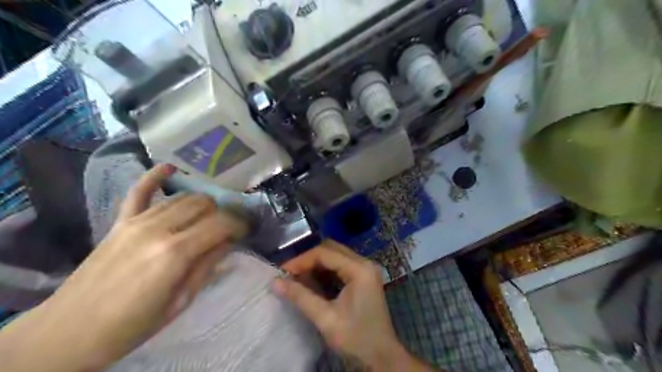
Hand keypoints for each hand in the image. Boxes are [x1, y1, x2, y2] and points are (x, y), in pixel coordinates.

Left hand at [0, 165, 247, 370]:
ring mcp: (136, 222)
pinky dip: (154, 177)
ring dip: (201, 204)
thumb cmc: (133, 325)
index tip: (246, 231)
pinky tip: (169, 168)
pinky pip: (138, 191)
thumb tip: (229, 242)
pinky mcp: (119, 222)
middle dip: (221, 213)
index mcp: (176, 253)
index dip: (239, 224)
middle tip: (226, 229)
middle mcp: (158, 229)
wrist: (69, 333)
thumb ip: (207, 266)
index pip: (221, 223)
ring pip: (181, 197)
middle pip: (203, 203)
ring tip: (208, 216)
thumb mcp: (181, 301)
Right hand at [274, 239, 435, 370]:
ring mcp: (366, 269)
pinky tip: (313, 282)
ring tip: (297, 278)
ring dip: (316, 264)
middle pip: (331, 249)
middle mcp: (364, 263)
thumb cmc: (356, 338)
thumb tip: (275, 282)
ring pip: (335, 255)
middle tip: (289, 274)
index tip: (282, 272)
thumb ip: (301, 297)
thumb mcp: (325, 318)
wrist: (381, 357)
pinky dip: (325, 271)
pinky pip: (341, 265)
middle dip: (308, 260)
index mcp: (359, 269)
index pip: (325, 253)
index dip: (301, 260)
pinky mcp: (364, 278)